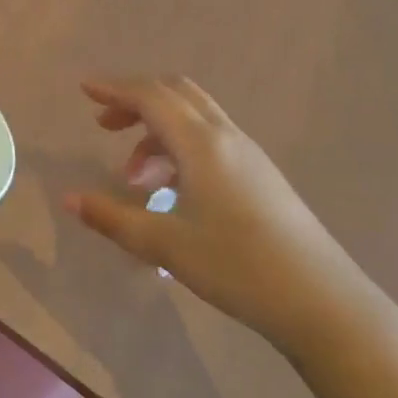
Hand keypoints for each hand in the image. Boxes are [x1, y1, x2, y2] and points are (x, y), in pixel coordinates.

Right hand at [65, 76, 364, 353]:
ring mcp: (249, 156)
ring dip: (158, 130)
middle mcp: (226, 137)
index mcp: (201, 143)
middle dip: (136, 101)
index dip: (115, 89)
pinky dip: (181, 148)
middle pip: (176, 93)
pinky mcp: (262, 177)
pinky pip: (211, 140)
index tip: (85, 90)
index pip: (150, 96)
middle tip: (106, 125)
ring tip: (134, 177)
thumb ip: (113, 218)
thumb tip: (70, 199)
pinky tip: (172, 192)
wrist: (327, 307)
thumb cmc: (239, 268)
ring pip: (195, 118)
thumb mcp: (165, 245)